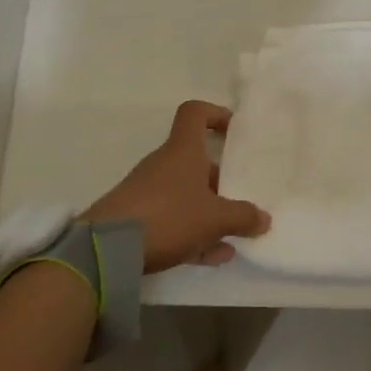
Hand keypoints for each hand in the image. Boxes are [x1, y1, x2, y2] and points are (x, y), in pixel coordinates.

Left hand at [81, 101, 270, 272]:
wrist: (107, 250)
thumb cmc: (169, 216)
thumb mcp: (215, 218)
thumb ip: (242, 217)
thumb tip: (264, 219)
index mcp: (183, 150)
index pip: (195, 113)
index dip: (215, 115)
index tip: (233, 131)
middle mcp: (164, 165)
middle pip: (196, 161)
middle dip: (220, 180)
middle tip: (241, 199)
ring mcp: (147, 192)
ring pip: (185, 195)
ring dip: (209, 212)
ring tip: (232, 238)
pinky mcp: (136, 219)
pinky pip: (172, 220)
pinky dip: (192, 234)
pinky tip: (212, 257)